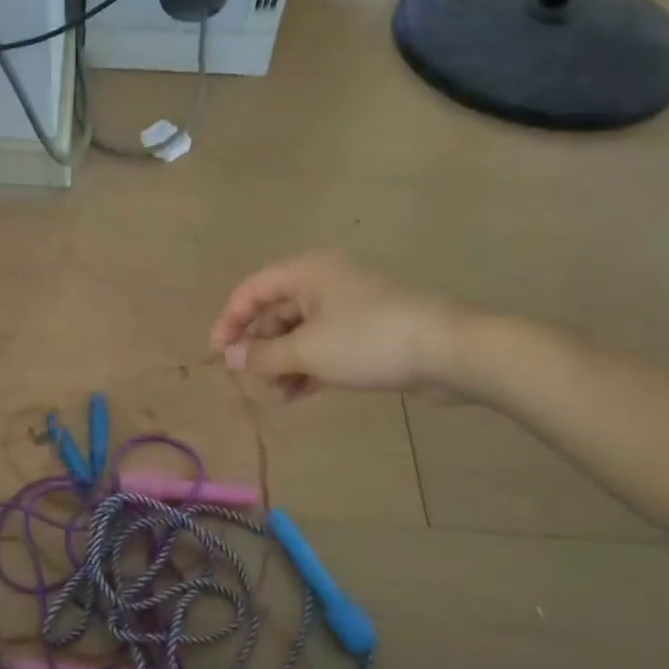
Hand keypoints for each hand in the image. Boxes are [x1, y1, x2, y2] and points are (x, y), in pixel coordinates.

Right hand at [208, 253, 467, 399]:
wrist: (449, 352)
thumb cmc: (368, 340)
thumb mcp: (306, 350)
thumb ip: (262, 355)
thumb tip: (230, 357)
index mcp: (306, 273)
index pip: (252, 290)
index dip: (229, 320)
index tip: (218, 355)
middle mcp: (323, 283)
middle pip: (274, 312)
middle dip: (259, 348)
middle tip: (251, 380)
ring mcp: (346, 308)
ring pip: (298, 333)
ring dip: (281, 363)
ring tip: (278, 395)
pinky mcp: (365, 333)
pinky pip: (322, 346)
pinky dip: (306, 367)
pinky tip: (298, 394)